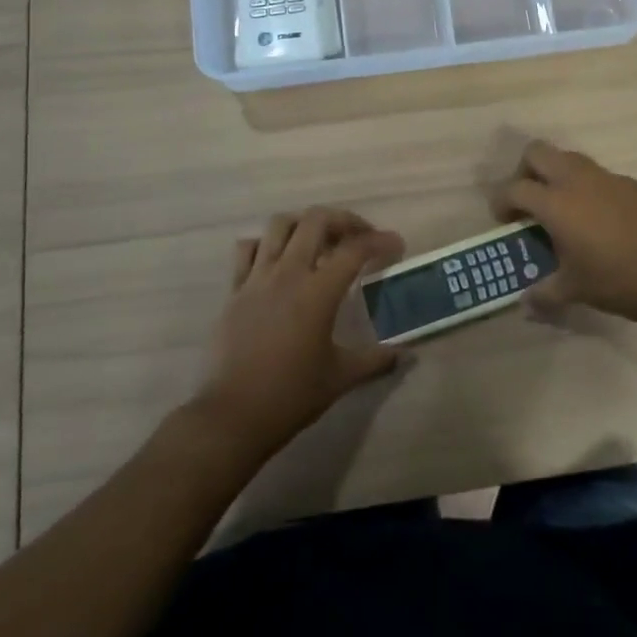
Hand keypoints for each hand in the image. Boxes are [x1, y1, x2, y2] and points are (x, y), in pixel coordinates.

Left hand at [193, 208, 405, 454]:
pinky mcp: (234, 290)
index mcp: (318, 292)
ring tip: (319, 242)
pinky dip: (266, 244)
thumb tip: (404, 355)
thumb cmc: (291, 395)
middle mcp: (287, 274)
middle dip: (343, 220)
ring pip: (279, 225)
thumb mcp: (340, 378)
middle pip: (316, 220)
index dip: (380, 241)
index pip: (355, 249)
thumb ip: (375, 360)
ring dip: (304, 225)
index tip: (395, 246)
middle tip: (359, 237)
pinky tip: (278, 261)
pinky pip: (248, 249)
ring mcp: (257, 278)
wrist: (232, 416)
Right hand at [492, 140, 636, 327]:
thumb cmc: (616, 281)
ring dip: (555, 174)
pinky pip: (597, 174)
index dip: (501, 201)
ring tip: (561, 208)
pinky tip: (597, 218)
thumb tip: (524, 304)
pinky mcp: (630, 183)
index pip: (514, 188)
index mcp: (555, 202)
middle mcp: (576, 179)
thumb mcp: (573, 290)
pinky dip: (586, 187)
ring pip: (568, 157)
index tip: (503, 219)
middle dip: (524, 172)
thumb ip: (543, 294)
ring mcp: (606, 177)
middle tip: (528, 201)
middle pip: (537, 152)